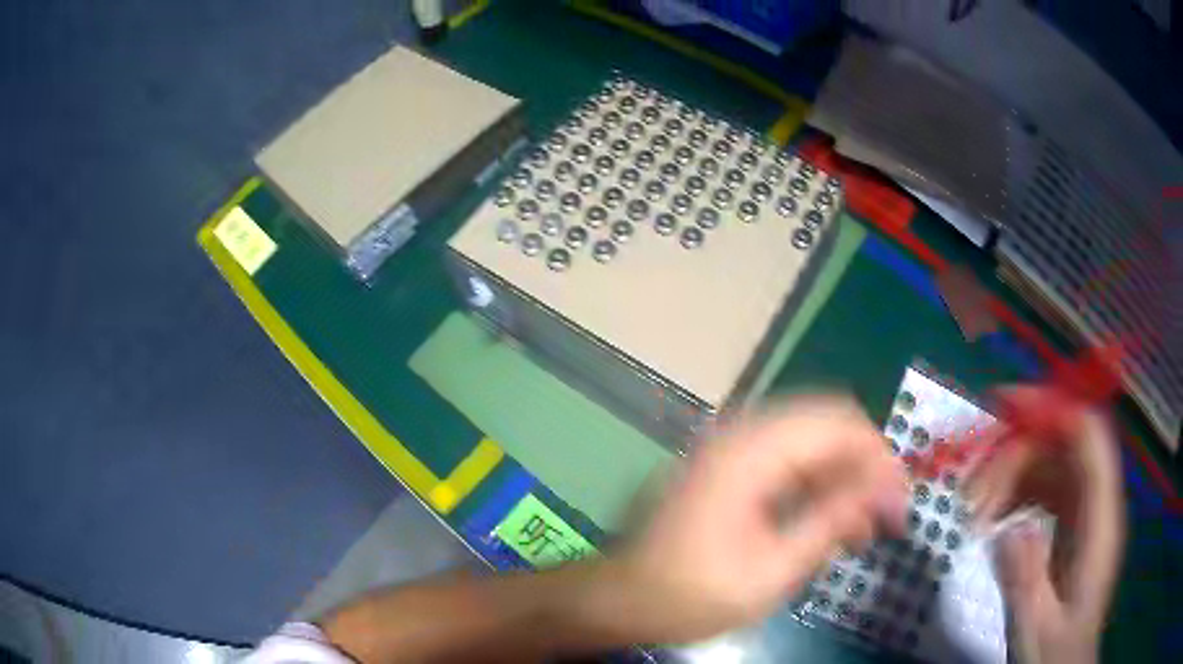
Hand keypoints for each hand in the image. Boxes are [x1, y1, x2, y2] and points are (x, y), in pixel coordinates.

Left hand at [609, 395, 908, 642]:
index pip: (837, 423)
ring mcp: (732, 448)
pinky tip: (831, 526)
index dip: (878, 457)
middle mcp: (741, 433)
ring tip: (862, 530)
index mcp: (749, 452)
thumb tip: (886, 490)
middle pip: (827, 425)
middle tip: (885, 515)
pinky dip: (817, 488)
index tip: (899, 502)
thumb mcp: (773, 569)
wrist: (625, 599)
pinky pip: (788, 462)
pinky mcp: (729, 468)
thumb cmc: (694, 594)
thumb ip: (832, 521)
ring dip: (843, 480)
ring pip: (811, 444)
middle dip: (864, 467)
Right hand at [967, 387, 1124, 663]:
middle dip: (1015, 454)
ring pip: (1051, 465)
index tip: (1002, 407)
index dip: (1052, 408)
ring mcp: (1086, 514)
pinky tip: (991, 522)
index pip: (1087, 436)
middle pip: (1062, 446)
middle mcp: (1097, 504)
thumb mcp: (1036, 628)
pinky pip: (1046, 491)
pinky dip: (1017, 495)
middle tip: (970, 494)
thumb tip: (1008, 528)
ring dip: (1011, 476)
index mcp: (1101, 521)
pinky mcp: (1072, 527)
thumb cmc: (1055, 653)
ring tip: (973, 512)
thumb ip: (1027, 578)